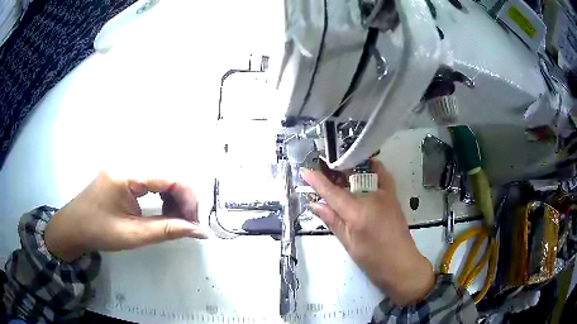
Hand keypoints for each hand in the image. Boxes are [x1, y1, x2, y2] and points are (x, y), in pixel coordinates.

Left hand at [45, 172, 206, 261]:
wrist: (73, 227)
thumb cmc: (99, 231)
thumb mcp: (133, 235)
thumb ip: (167, 230)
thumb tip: (199, 231)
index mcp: (126, 175)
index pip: (168, 178)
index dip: (188, 198)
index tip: (195, 222)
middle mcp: (127, 164)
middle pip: (166, 175)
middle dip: (181, 199)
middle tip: (187, 223)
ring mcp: (124, 167)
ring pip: (159, 177)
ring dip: (172, 197)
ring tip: (175, 220)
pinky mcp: (122, 174)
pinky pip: (149, 181)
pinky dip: (160, 196)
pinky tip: (162, 210)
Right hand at [301, 160, 434, 305]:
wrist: (402, 265)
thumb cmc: (373, 260)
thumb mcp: (348, 243)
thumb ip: (332, 220)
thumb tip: (314, 204)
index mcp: (358, 212)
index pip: (333, 192)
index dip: (317, 181)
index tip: (305, 171)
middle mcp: (372, 197)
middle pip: (349, 177)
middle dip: (334, 171)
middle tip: (322, 171)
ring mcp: (386, 194)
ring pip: (365, 172)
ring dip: (351, 169)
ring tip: (339, 173)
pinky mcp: (394, 196)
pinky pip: (381, 175)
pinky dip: (371, 170)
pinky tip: (362, 175)